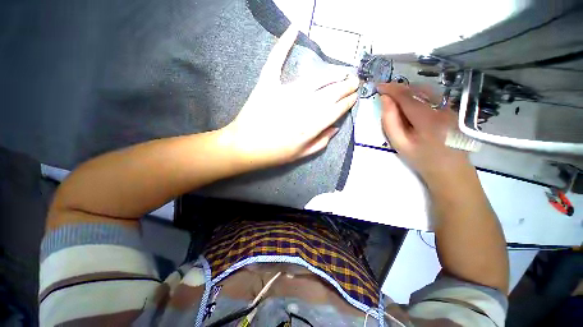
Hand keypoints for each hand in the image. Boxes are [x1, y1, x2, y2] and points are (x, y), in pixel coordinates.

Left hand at [220, 26, 358, 167]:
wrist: (245, 147)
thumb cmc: (274, 154)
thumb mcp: (301, 155)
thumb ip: (321, 142)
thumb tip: (336, 128)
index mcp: (311, 127)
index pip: (337, 109)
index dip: (348, 102)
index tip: (355, 96)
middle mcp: (303, 108)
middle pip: (331, 92)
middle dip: (346, 86)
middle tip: (354, 80)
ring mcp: (285, 93)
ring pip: (316, 78)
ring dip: (333, 73)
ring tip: (342, 71)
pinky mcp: (268, 84)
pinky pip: (276, 61)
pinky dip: (284, 44)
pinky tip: (294, 29)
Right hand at [378, 83, 472, 183]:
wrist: (450, 169)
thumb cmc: (421, 159)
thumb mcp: (400, 143)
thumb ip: (390, 121)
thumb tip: (385, 100)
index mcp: (427, 119)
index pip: (407, 97)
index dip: (391, 89)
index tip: (378, 86)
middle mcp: (441, 108)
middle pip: (417, 90)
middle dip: (399, 89)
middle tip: (385, 92)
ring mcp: (450, 107)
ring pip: (426, 91)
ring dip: (408, 91)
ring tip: (395, 97)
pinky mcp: (452, 109)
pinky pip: (432, 96)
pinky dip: (417, 96)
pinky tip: (410, 104)